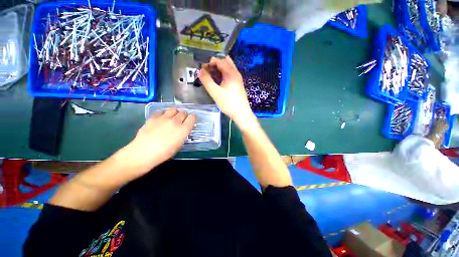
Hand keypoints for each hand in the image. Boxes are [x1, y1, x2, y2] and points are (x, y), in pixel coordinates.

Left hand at [119, 108, 194, 177]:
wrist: (144, 152)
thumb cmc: (164, 153)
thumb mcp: (179, 145)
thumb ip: (183, 135)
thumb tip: (183, 129)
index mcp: (183, 129)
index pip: (192, 118)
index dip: (193, 117)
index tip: (192, 118)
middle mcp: (176, 121)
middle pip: (183, 112)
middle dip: (184, 115)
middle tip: (181, 119)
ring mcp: (164, 118)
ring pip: (173, 109)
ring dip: (175, 112)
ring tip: (172, 116)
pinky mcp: (153, 117)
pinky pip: (161, 111)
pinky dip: (163, 113)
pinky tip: (161, 118)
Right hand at [199, 56, 256, 127]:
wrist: (241, 113)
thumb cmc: (228, 103)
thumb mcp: (215, 92)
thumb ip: (206, 80)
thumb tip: (200, 70)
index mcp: (231, 72)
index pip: (218, 60)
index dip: (209, 64)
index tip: (203, 72)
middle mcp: (235, 73)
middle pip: (224, 62)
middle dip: (214, 65)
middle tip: (208, 74)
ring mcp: (237, 79)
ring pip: (227, 68)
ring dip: (218, 70)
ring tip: (211, 79)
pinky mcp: (237, 84)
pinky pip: (229, 75)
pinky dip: (223, 75)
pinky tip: (218, 83)